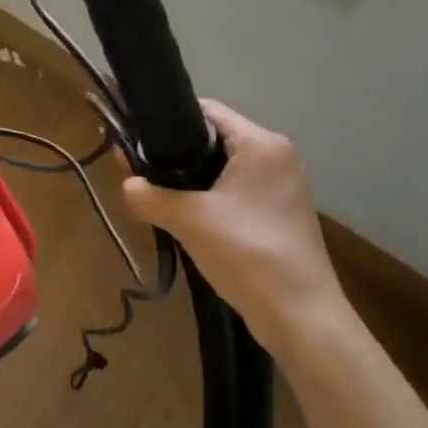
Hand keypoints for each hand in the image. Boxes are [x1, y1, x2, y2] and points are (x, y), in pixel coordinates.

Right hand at [122, 100, 347, 360]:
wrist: (300, 317)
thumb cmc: (248, 253)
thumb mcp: (189, 221)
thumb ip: (151, 196)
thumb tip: (126, 185)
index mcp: (261, 144)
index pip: (207, 111)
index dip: (168, 121)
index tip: (135, 139)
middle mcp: (276, 156)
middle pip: (213, 138)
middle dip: (175, 154)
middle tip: (138, 171)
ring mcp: (281, 186)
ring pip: (222, 167)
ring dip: (190, 179)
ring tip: (154, 194)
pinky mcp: (279, 212)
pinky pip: (235, 190)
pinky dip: (208, 197)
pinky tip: (183, 216)